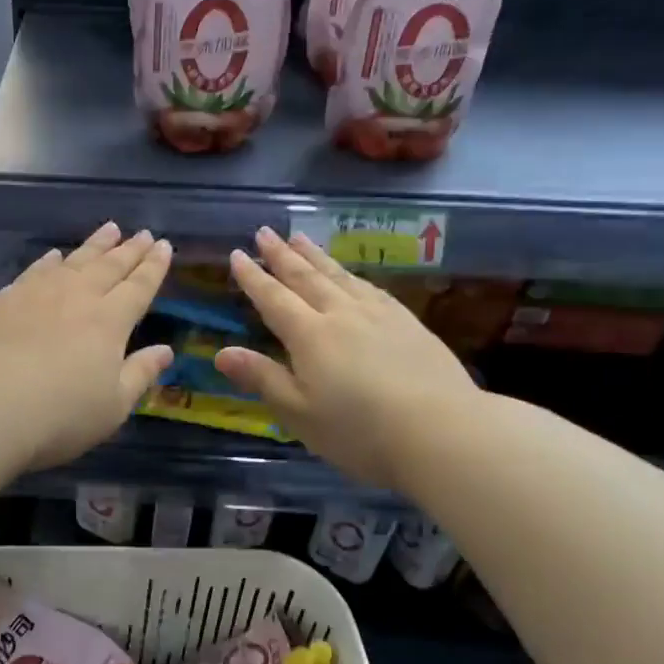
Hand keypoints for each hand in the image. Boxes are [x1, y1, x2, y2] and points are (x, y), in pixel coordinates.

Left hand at [0, 223, 174, 469]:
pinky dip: (49, 260)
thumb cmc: (62, 414)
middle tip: (144, 232)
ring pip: (73, 260)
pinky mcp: (4, 301)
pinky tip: (53, 256)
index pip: (139, 286)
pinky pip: (34, 271)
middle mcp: (77, 297)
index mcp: (110, 321)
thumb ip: (141, 373)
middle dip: (130, 249)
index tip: (165, 246)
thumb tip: (166, 350)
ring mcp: (38, 294)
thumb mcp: (114, 405)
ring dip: (95, 244)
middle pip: (109, 266)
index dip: (154, 266)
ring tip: (110, 228)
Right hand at [214, 227, 480, 490]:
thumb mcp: (299, 413)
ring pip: (339, 276)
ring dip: (316, 256)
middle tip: (265, 232)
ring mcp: (379, 315)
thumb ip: (261, 378)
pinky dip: (352, 274)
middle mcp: (342, 314)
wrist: (443, 431)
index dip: (253, 277)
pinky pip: (370, 287)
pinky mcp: (408, 323)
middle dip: (282, 254)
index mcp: (310, 336)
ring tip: (301, 238)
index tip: (238, 254)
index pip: (273, 299)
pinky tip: (351, 275)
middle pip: (306, 277)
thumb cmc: (360, 431)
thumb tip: (221, 352)